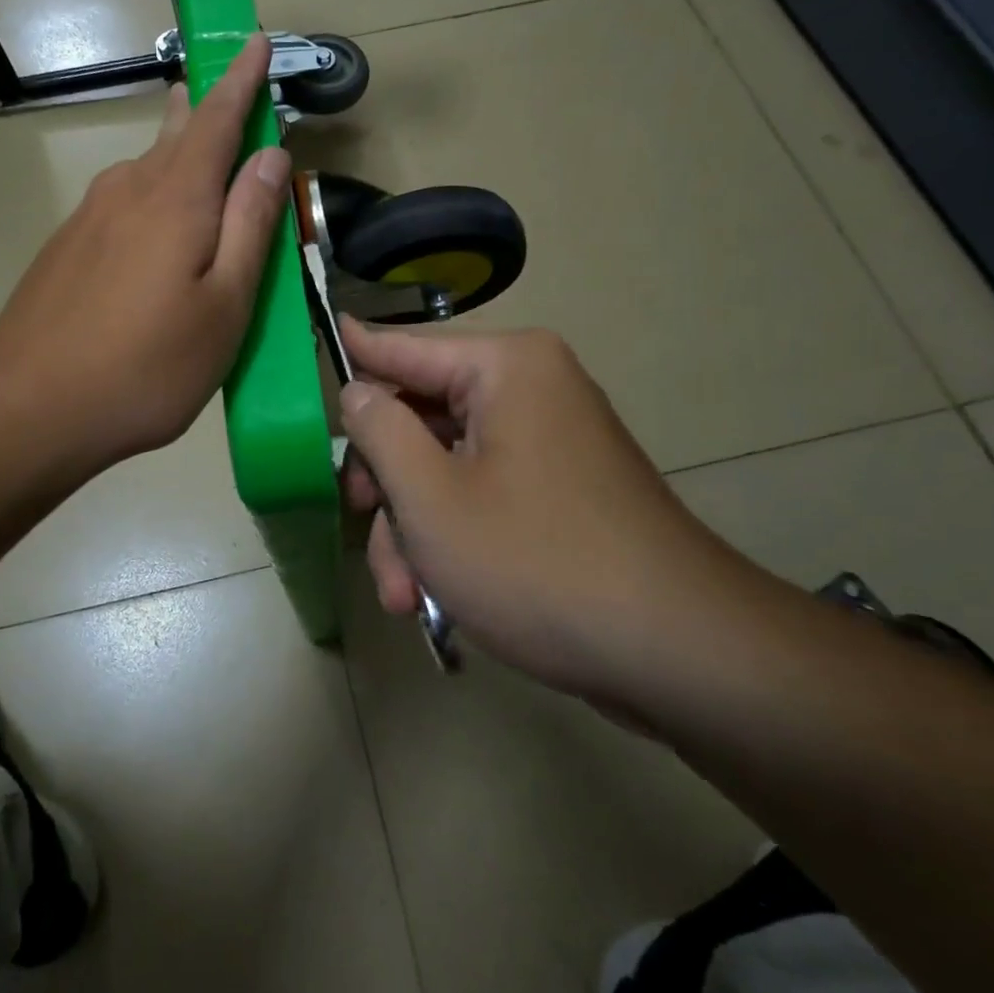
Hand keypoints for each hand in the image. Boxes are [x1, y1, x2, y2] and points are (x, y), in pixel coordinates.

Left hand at [0, 36, 291, 469]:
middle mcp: (129, 191)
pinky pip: (122, 200)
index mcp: (177, 199)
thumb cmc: (147, 365)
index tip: (256, 41)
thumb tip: (271, 155)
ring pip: (145, 167)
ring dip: (177, 149)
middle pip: (176, 134)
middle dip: (207, 108)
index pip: (216, 120)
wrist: (30, 406)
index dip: (240, 80)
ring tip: (197, 142)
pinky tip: (155, 220)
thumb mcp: (224, 305)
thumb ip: (250, 225)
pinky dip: (151, 192)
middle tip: (228, 90)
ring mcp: (90, 217)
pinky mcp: (67, 247)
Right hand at [338, 321, 758, 704]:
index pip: (404, 347)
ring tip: (404, 596)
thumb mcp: (431, 498)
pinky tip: (435, 598)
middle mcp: (530, 391)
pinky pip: (483, 496)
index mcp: (505, 368)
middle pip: (422, 418)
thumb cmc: (537, 561)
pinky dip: (453, 539)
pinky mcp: (560, 492)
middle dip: (386, 486)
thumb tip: (357, 390)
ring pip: (447, 468)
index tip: (315, 338)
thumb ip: (379, 432)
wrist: (678, 653)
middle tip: (359, 525)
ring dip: (414, 529)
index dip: (354, 352)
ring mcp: (549, 444)